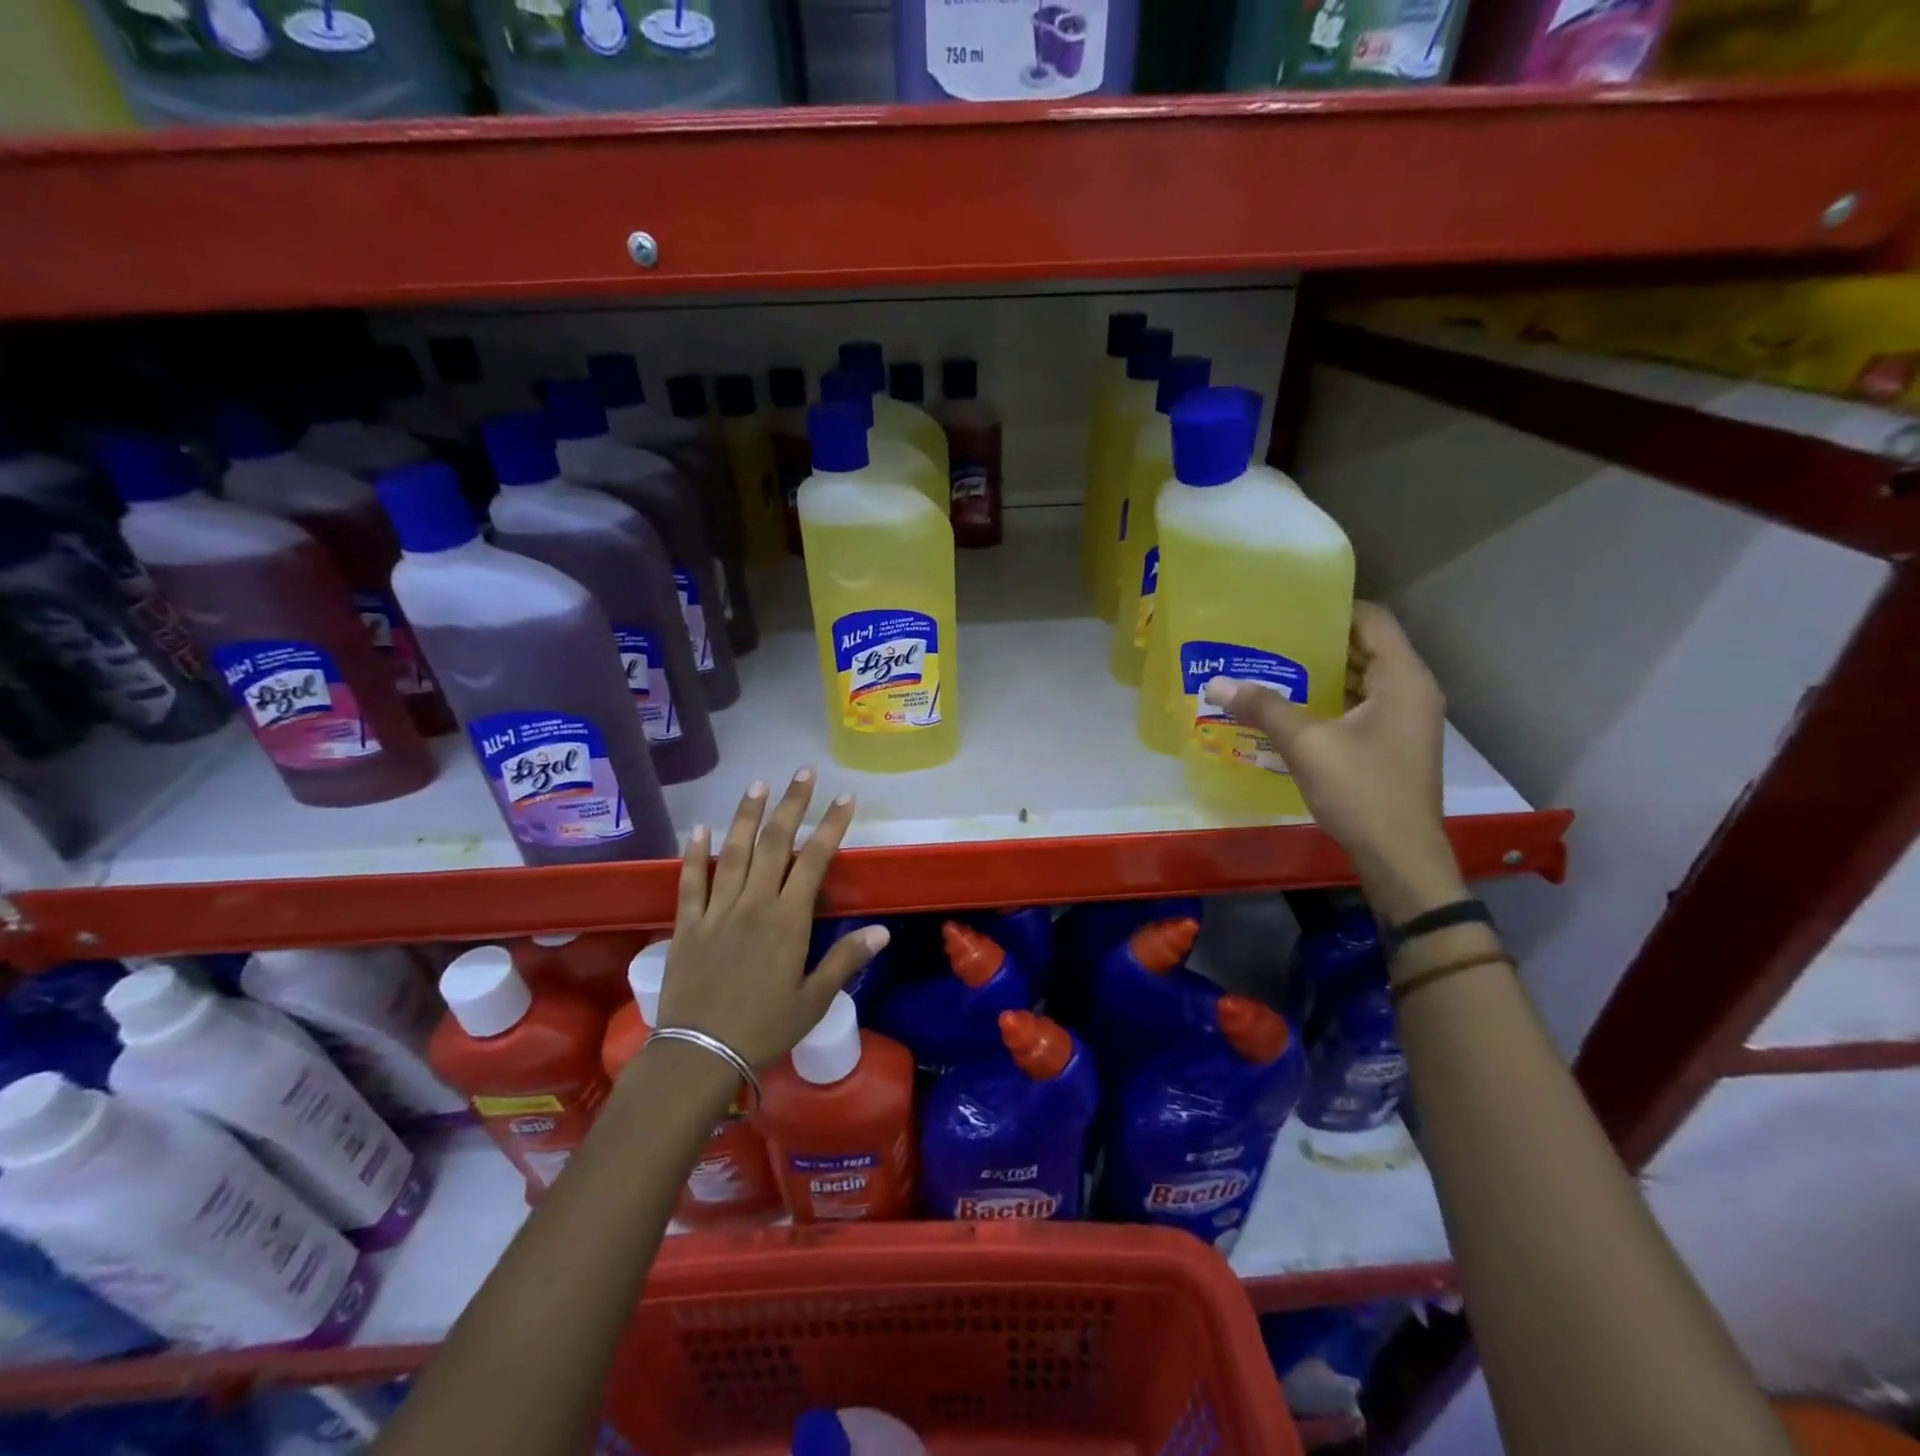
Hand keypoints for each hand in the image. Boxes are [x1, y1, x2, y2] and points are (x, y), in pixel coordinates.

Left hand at [656, 770, 888, 1068]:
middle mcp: (754, 904)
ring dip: (747, 816)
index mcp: (788, 921)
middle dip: (792, 804)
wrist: (699, 1054)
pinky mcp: (688, 925)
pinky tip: (699, 829)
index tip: (845, 798)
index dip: (831, 826)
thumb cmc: (764, 1029)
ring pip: (734, 852)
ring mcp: (717, 911)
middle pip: (775, 844)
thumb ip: (845, 960)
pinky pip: (691, 882)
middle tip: (803, 772)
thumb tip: (881, 931)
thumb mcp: (814, 1001)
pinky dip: (694, 854)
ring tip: (758, 784)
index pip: (815, 861)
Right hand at [1202, 602, 1465, 922]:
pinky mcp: (1394, 744)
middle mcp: (1412, 691)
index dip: (1331, 609)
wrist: (1400, 858)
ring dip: (1322, 674)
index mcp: (1403, 679)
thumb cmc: (1363, 792)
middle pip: (1366, 647)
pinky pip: (1361, 706)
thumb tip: (1216, 683)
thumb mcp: (1307, 746)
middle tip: (1269, 638)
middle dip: (1318, 642)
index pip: (1371, 619)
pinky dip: (1330, 700)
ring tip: (1273, 668)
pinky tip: (1292, 709)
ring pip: (1362, 679)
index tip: (1287, 609)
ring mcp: (1406, 720)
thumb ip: (1264, 709)